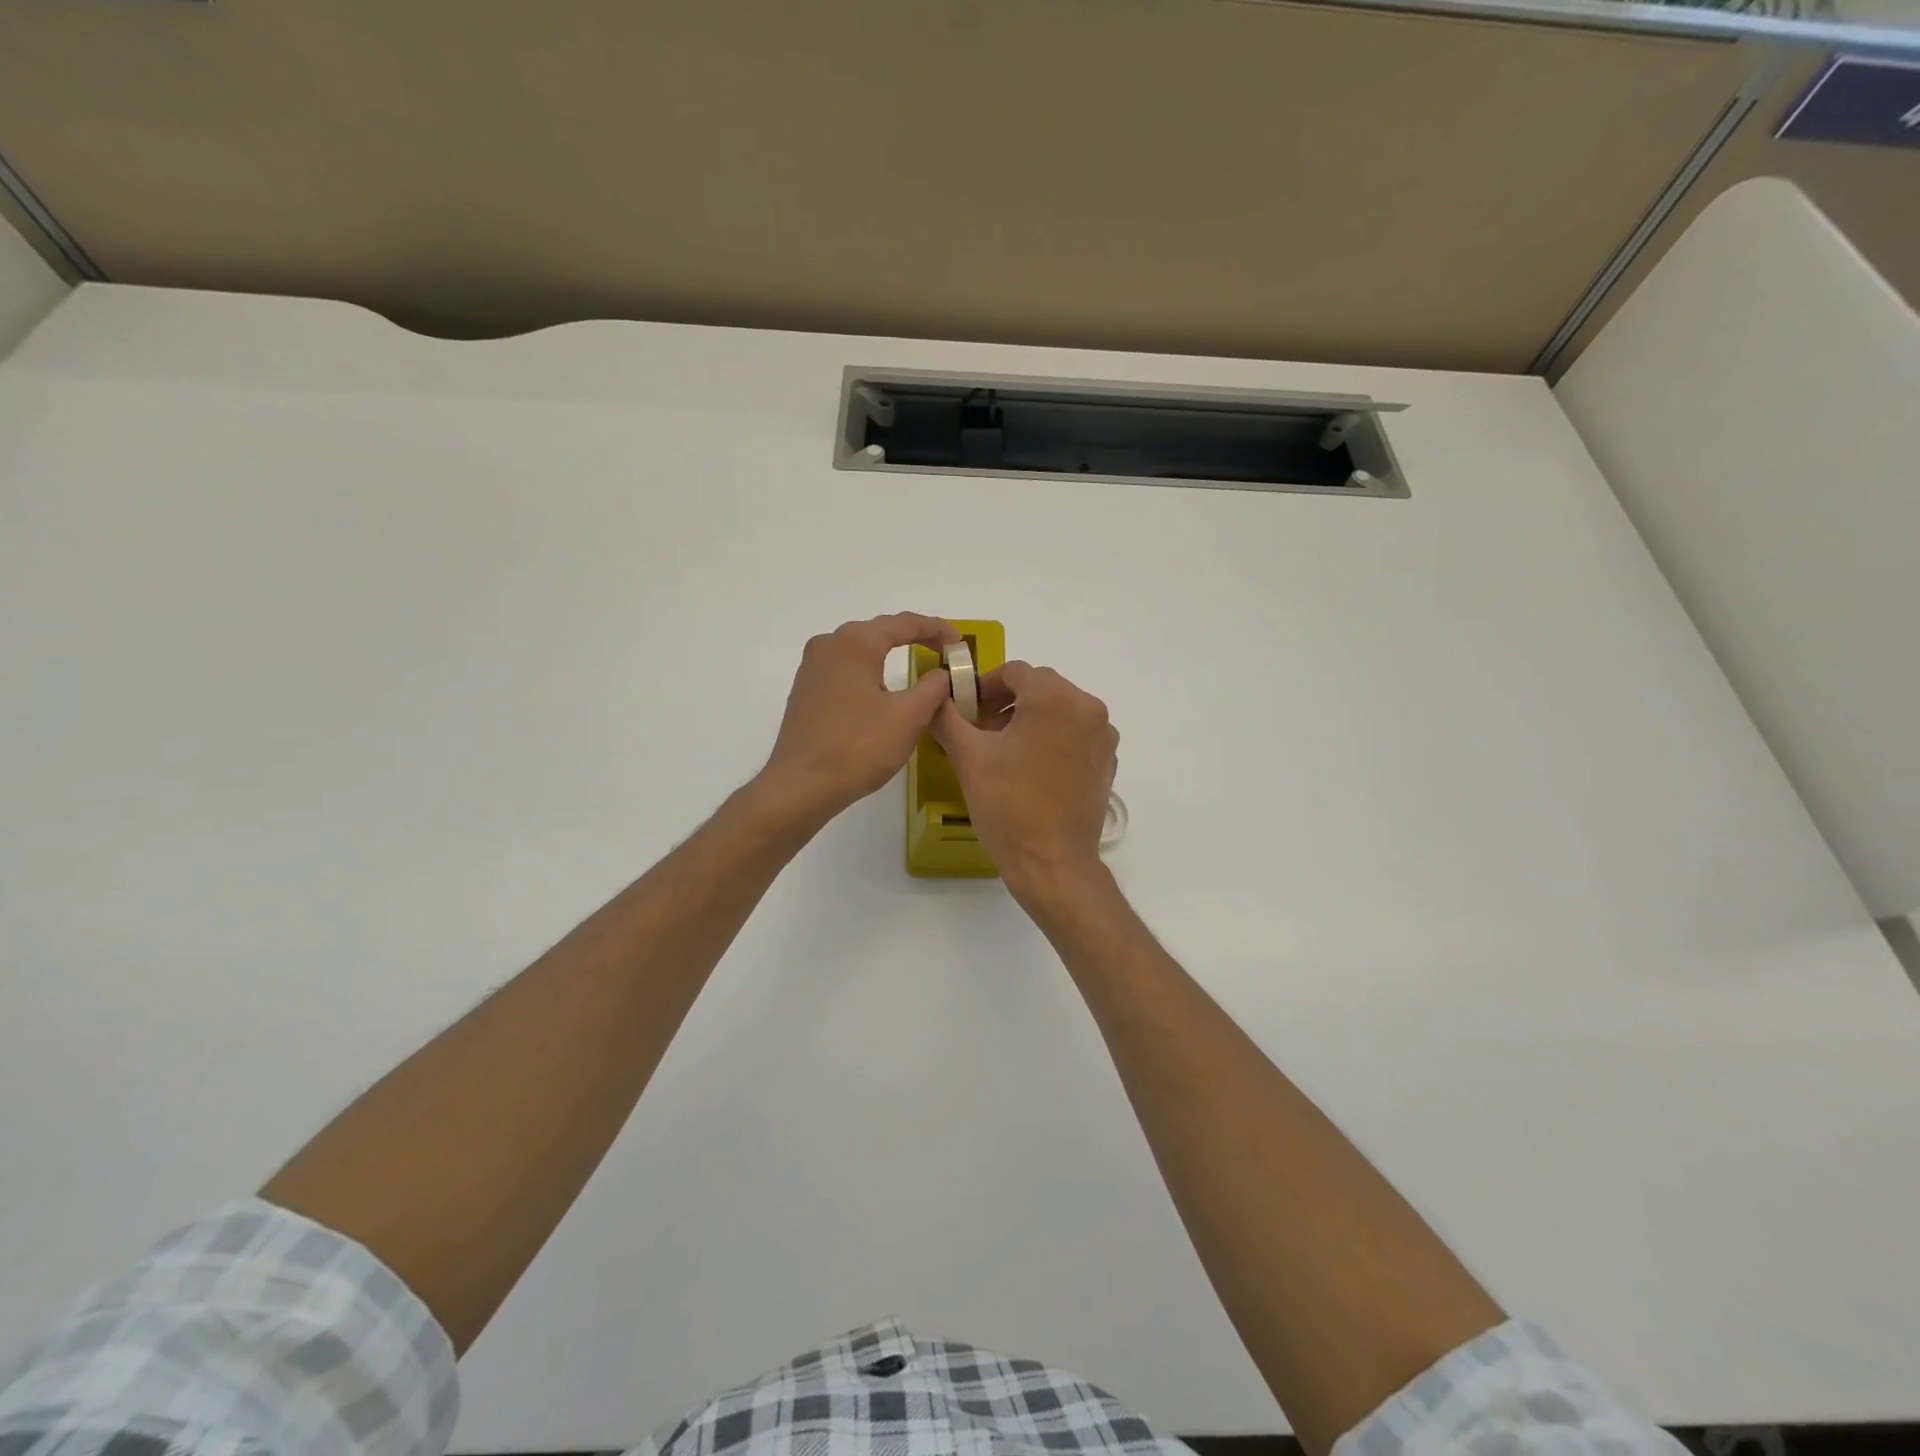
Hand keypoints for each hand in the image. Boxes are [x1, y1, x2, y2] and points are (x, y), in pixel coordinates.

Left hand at [761, 612, 960, 826]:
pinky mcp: (806, 690)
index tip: (960, 644)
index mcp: (855, 642)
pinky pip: (846, 669)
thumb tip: (941, 673)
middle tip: (943, 653)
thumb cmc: (858, 747)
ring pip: (860, 651)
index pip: (905, 623)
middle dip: (914, 639)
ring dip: (890, 655)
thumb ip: (933, 688)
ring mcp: (812, 667)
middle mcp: (829, 644)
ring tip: (918, 668)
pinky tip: (883, 691)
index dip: (937, 629)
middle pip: (880, 632)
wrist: (801, 785)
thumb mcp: (909, 717)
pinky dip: (871, 673)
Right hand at [932, 661, 1117, 901]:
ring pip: (1059, 710)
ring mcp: (1102, 736)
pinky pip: (1075, 734)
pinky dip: (1051, 738)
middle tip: (979, 730)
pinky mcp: (1106, 761)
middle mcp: (1087, 708)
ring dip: (1029, 719)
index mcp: (1055, 698)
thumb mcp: (968, 757)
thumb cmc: (1009, 806)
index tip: (965, 709)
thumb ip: (948, 717)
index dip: (984, 685)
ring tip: (1002, 750)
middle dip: (1006, 702)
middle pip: (1040, 687)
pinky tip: (1029, 768)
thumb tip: (936, 697)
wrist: (1053, 863)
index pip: (1015, 672)